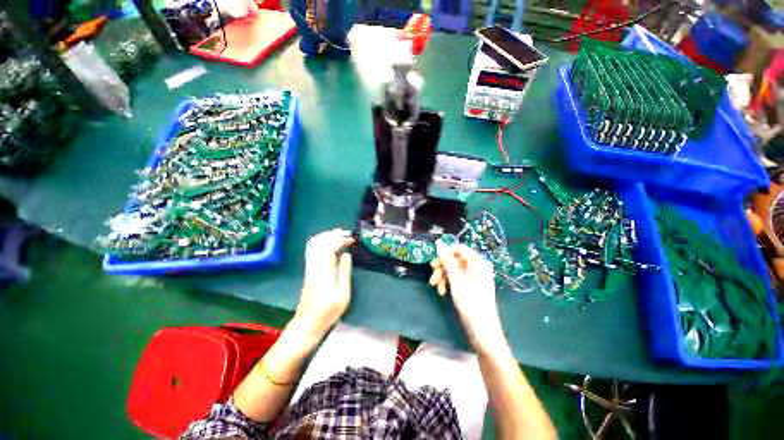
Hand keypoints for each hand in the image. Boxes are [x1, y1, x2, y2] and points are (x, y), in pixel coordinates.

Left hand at [295, 229, 354, 335]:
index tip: (352, 240)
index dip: (341, 239)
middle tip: (347, 234)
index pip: (329, 246)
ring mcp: (309, 267)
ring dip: (327, 236)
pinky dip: (323, 242)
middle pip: (318, 241)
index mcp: (324, 270)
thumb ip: (344, 272)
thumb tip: (347, 254)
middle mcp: (314, 265)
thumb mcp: (343, 294)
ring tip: (341, 236)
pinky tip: (332, 246)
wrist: (308, 323)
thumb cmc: (328, 311)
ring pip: (314, 244)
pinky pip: (313, 250)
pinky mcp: (309, 270)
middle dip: (333, 234)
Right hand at [431, 242, 505, 350]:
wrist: (482, 332)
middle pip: (455, 259)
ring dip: (443, 276)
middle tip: (433, 277)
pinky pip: (456, 278)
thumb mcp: (456, 281)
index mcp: (478, 262)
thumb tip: (440, 244)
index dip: (446, 253)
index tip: (435, 262)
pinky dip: (447, 283)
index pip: (459, 248)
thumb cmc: (471, 304)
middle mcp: (476, 267)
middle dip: (442, 267)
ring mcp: (473, 277)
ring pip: (453, 269)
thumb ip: (447, 261)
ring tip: (436, 287)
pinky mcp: (470, 286)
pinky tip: (442, 292)